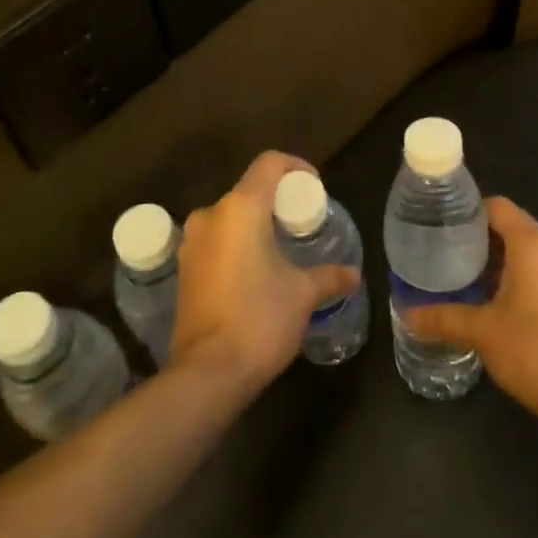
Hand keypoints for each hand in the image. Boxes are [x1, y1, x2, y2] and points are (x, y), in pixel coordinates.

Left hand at [168, 151, 360, 394]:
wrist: (207, 374)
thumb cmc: (259, 320)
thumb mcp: (303, 294)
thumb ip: (329, 276)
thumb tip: (354, 274)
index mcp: (241, 208)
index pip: (270, 163)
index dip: (296, 166)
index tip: (314, 188)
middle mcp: (211, 215)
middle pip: (249, 190)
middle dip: (277, 201)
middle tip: (302, 224)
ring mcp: (192, 242)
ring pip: (230, 216)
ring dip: (256, 224)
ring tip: (282, 249)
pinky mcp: (184, 268)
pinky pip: (216, 240)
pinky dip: (237, 244)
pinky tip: (256, 272)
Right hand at [404, 198, 537, 423]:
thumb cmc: (532, 349)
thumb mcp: (480, 331)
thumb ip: (443, 317)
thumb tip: (406, 314)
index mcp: (533, 243)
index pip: (498, 207)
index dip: (470, 212)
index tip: (444, 228)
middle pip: (514, 225)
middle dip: (482, 237)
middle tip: (448, 253)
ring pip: (530, 249)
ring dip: (501, 257)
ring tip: (468, 276)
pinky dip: (520, 274)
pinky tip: (497, 299)